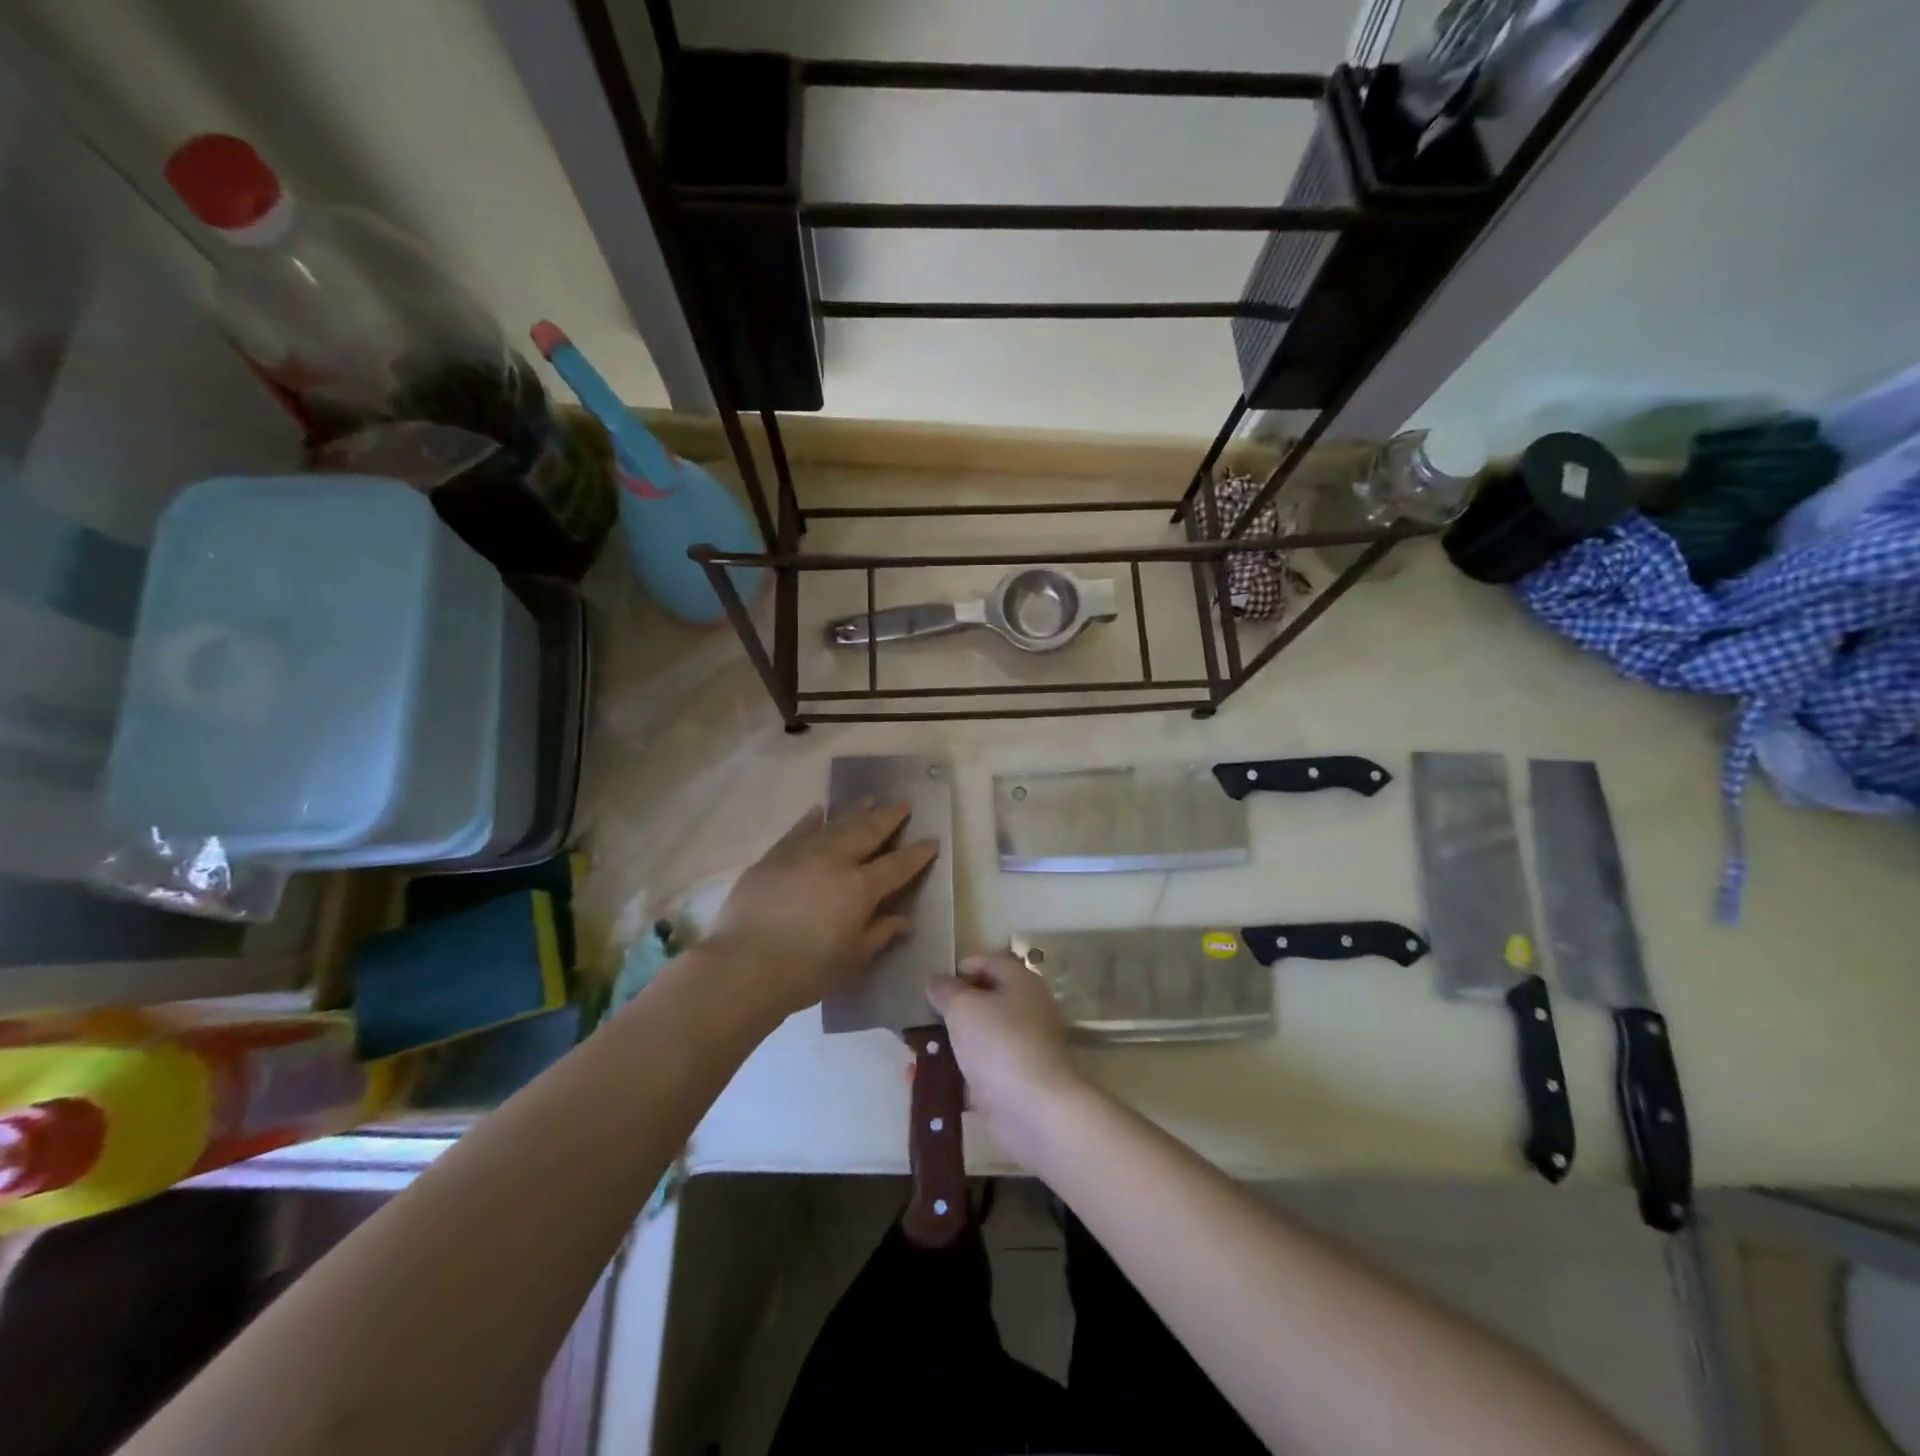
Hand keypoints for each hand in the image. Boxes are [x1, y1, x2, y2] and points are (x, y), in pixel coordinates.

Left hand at [707, 800, 937, 1022]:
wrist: (743, 966)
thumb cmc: (806, 971)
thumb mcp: (852, 960)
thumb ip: (879, 934)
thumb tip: (904, 920)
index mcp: (860, 888)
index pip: (898, 865)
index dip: (917, 853)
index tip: (932, 840)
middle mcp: (835, 861)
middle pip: (868, 831)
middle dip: (889, 817)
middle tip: (903, 803)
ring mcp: (802, 854)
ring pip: (836, 824)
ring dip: (855, 811)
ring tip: (869, 799)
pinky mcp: (774, 857)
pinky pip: (799, 830)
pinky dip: (813, 819)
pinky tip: (820, 811)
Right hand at [928, 954, 1084, 1154]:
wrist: (1033, 1110)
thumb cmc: (999, 1043)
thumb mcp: (963, 1007)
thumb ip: (946, 990)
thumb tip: (938, 982)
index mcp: (1021, 984)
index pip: (989, 963)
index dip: (960, 969)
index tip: (932, 984)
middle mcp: (1025, 1013)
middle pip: (982, 1003)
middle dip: (949, 1012)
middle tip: (919, 1019)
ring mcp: (1019, 1051)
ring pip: (977, 1041)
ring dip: (945, 1046)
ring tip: (912, 1052)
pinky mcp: (1010, 1086)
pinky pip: (974, 1075)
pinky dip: (950, 1078)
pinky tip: (918, 1080)